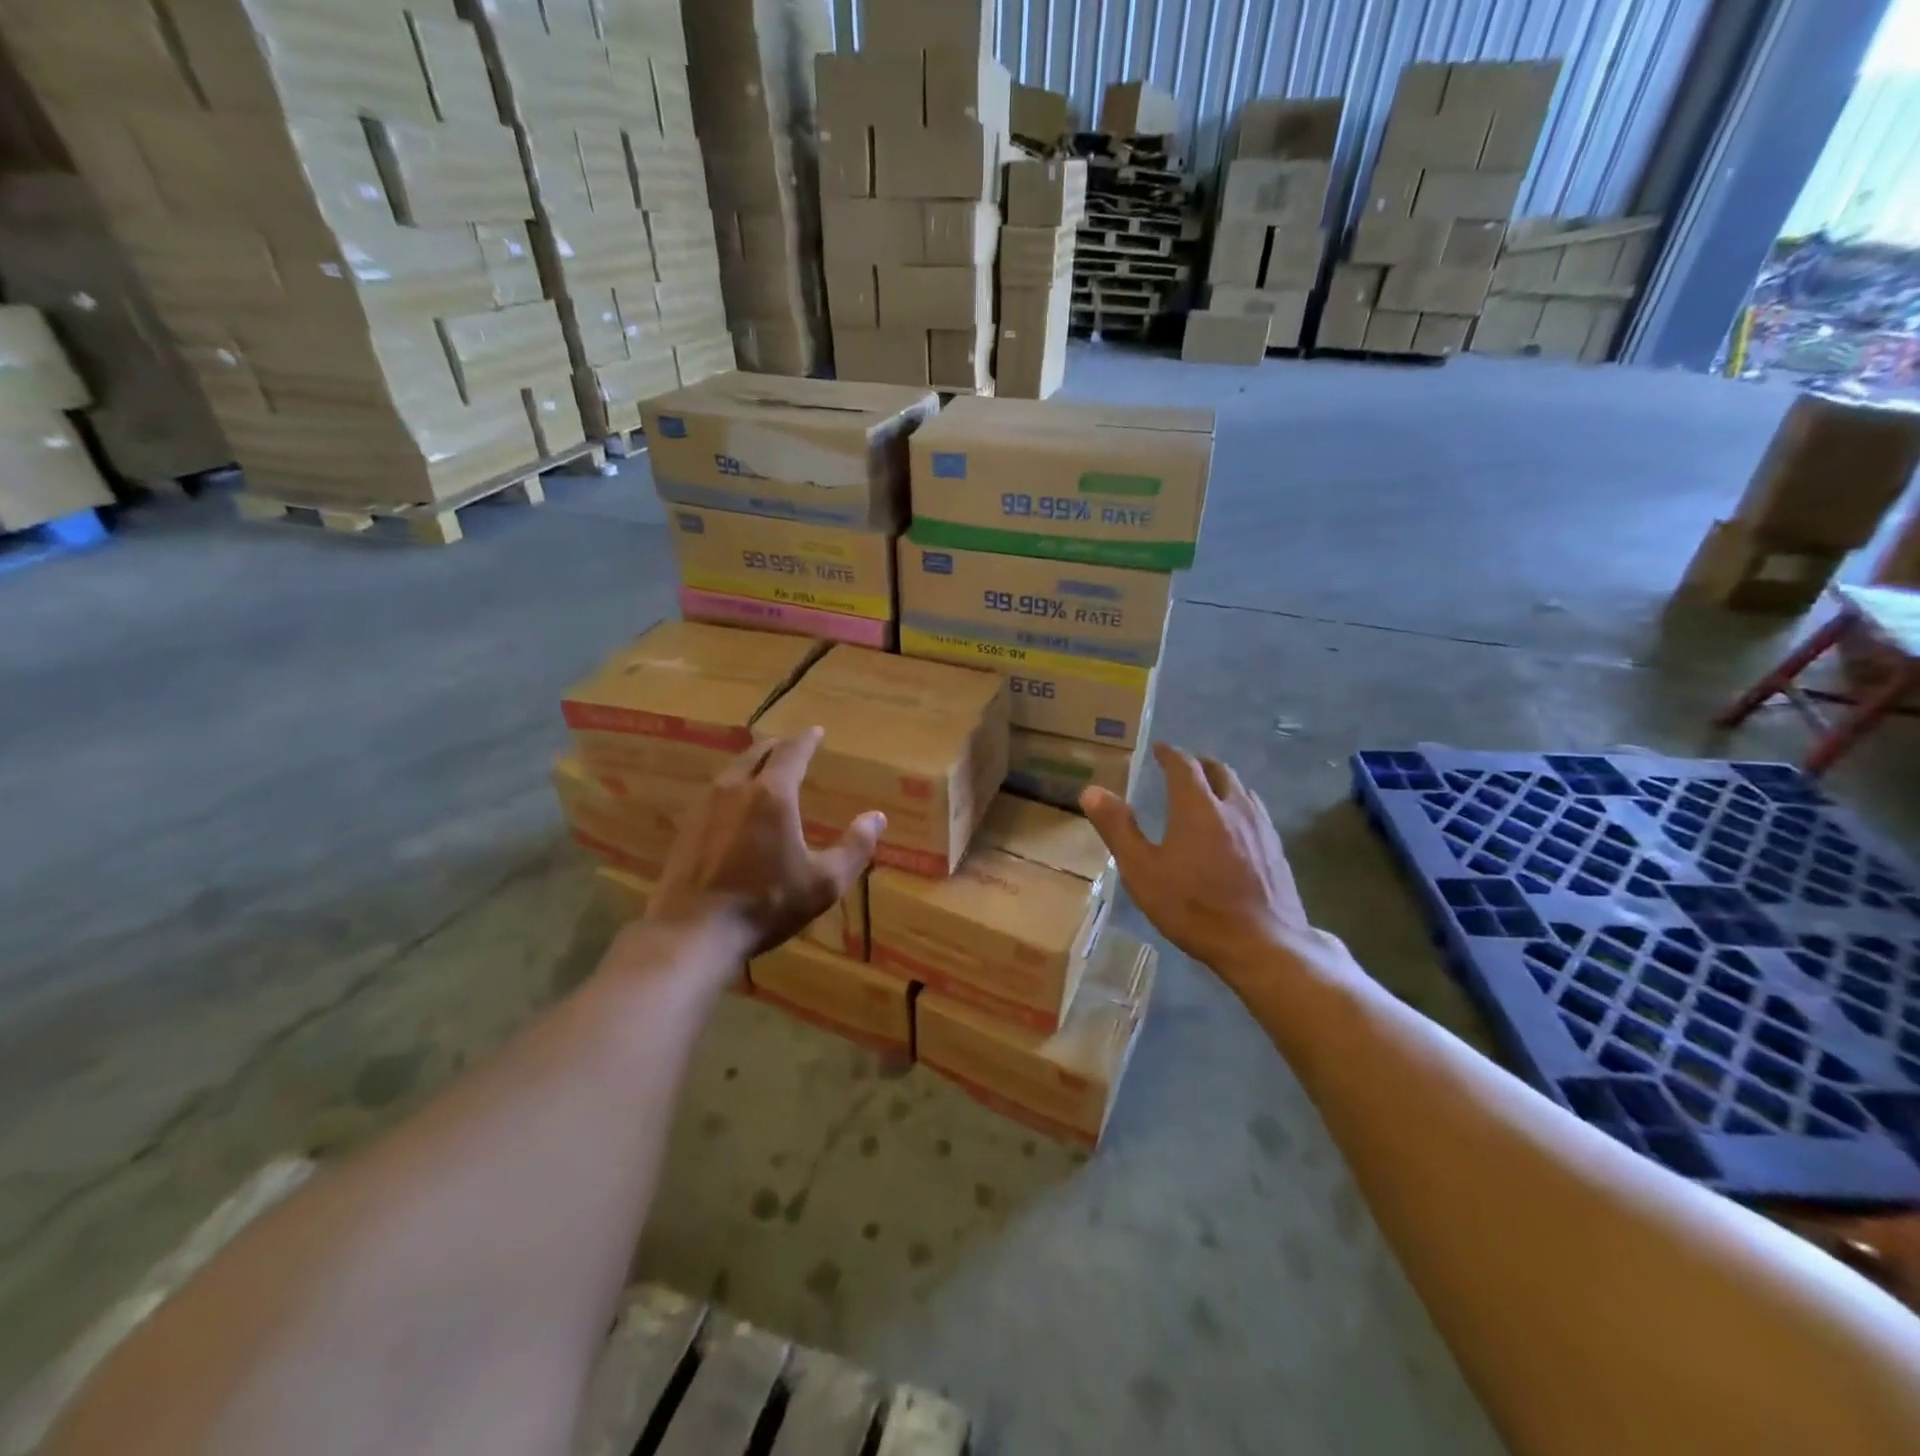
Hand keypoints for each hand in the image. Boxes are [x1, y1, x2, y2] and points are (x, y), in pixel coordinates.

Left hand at [644, 728, 883, 957]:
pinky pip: (714, 793)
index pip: (792, 752)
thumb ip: (855, 847)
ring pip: (732, 770)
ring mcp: (705, 806)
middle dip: (777, 746)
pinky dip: (731, 787)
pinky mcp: (686, 827)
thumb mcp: (824, 882)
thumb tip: (877, 817)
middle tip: (790, 746)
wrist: (694, 931)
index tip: (816, 731)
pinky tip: (733, 805)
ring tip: (763, 769)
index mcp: (772, 794)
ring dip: (751, 763)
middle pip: (756, 753)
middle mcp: (736, 789)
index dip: (807, 739)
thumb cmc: (766, 904)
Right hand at [1081, 743, 1308, 972]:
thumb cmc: (1193, 906)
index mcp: (1197, 806)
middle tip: (1183, 768)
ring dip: (1222, 783)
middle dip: (1199, 764)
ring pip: (1242, 790)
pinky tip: (1235, 829)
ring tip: (1208, 793)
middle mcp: (1233, 806)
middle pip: (1219, 770)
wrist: (1262, 944)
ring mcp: (1261, 827)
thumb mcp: (1142, 870)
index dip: (1170, 754)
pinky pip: (1256, 813)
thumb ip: (1118, 828)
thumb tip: (1092, 790)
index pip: (1184, 765)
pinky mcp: (1277, 849)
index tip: (1159, 749)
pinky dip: (1239, 806)